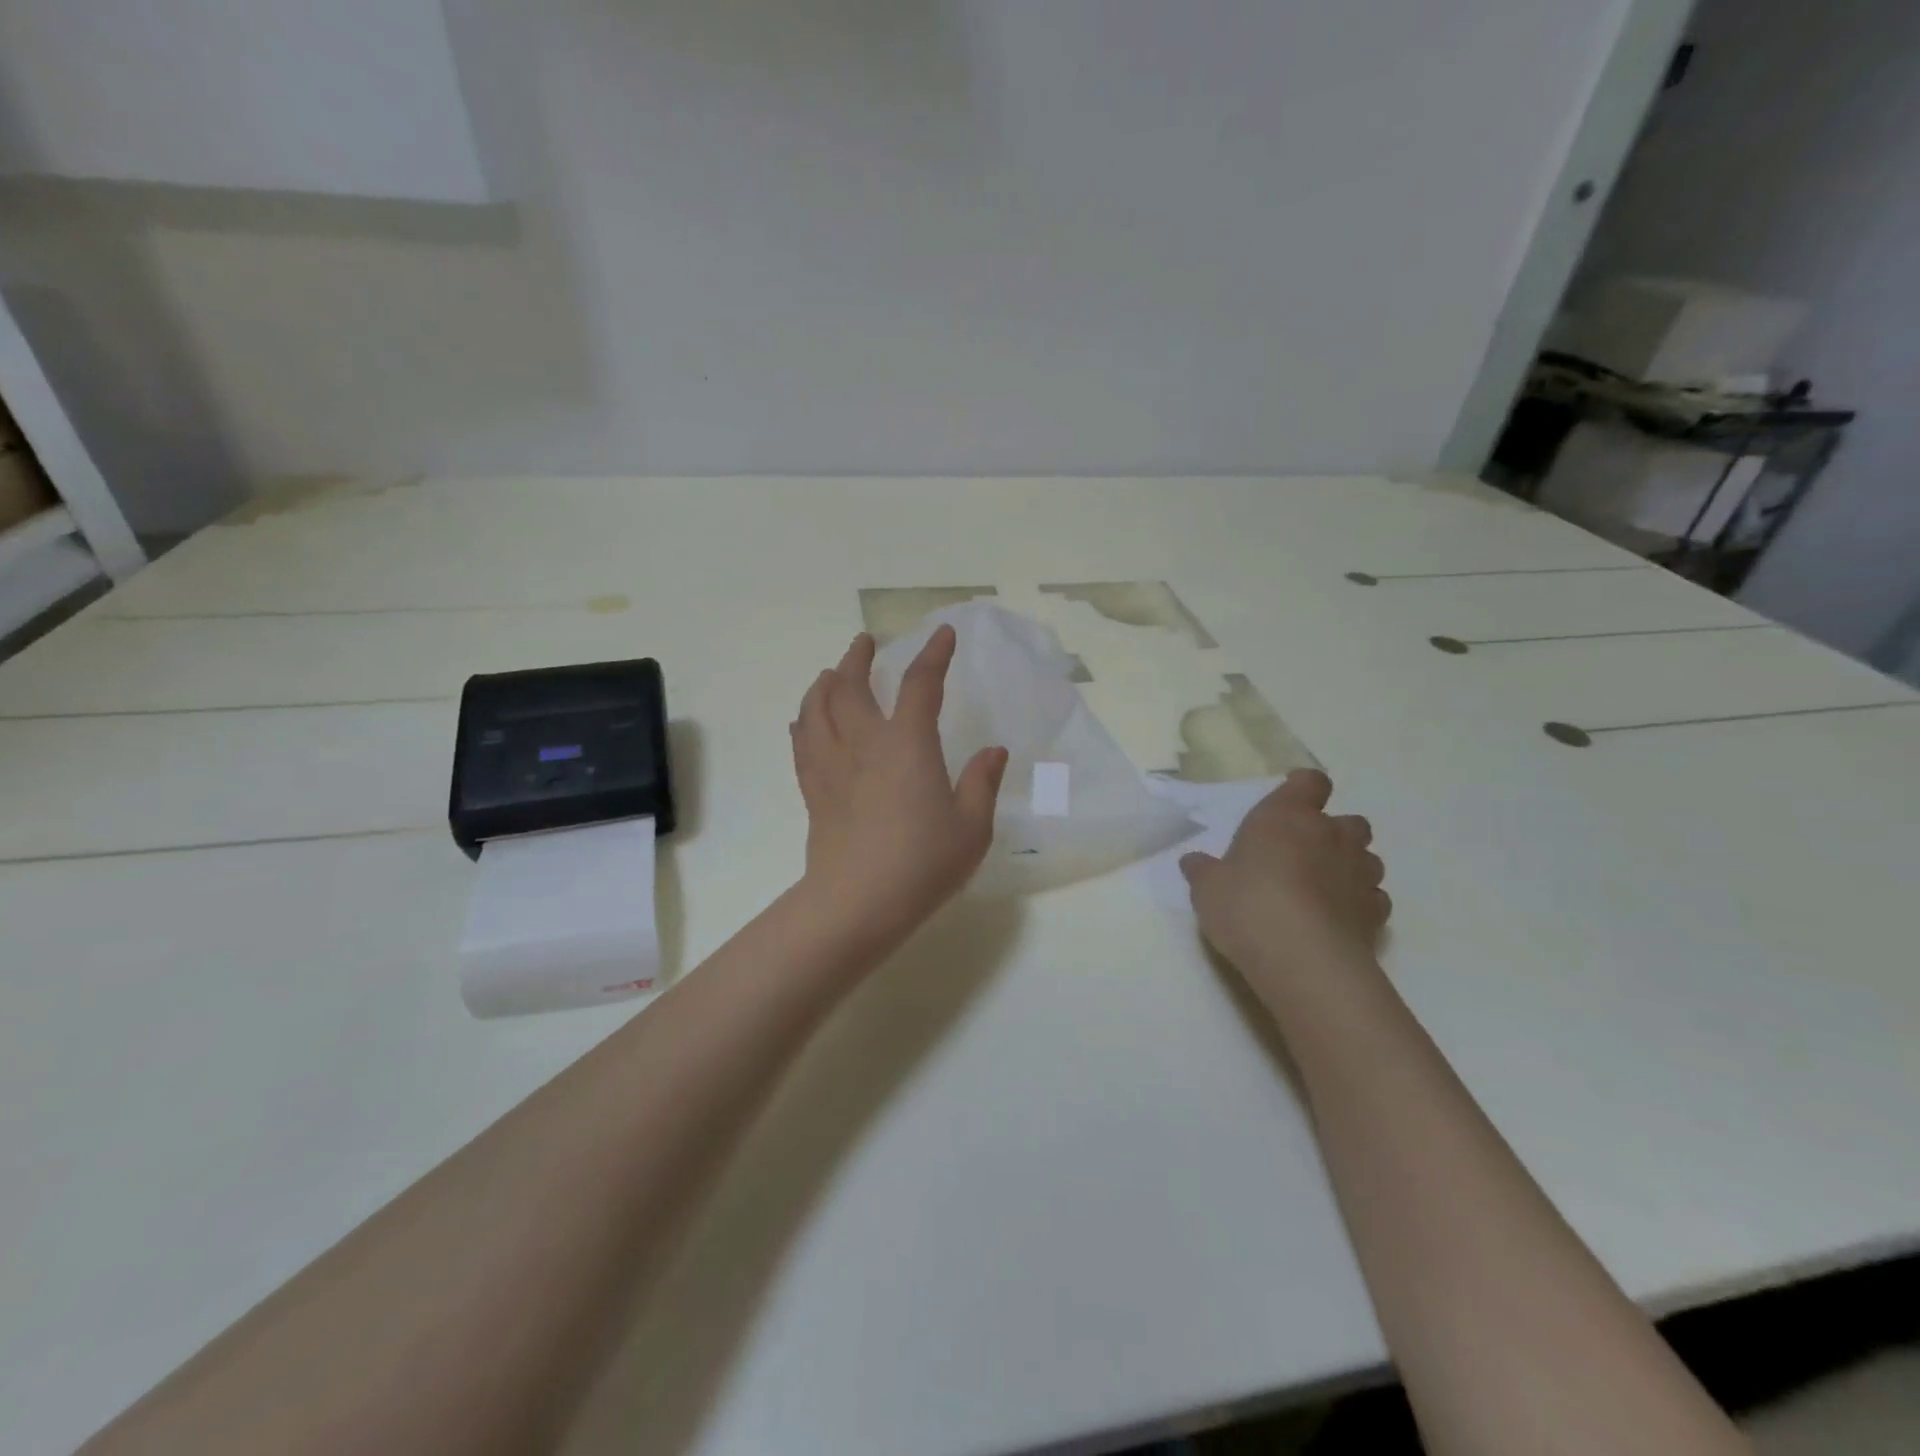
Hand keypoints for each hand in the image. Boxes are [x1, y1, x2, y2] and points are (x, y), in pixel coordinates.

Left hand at [791, 627, 1008, 944]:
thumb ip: (982, 784)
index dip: (933, 656)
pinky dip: (804, 721)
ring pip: (817, 708)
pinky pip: (802, 743)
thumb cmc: (923, 863)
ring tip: (832, 673)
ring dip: (825, 683)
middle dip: (858, 658)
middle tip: (864, 643)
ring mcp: (832, 765)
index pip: (921, 685)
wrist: (857, 903)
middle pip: (851, 686)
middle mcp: (864, 743)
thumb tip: (994, 750)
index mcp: (908, 744)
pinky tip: (805, 719)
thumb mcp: (971, 828)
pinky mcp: (814, 790)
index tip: (942, 635)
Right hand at [1179, 770, 1389, 976]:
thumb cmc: (1247, 906)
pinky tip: (1337, 918)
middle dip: (1333, 833)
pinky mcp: (1376, 912)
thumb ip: (1204, 871)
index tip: (1289, 804)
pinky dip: (1360, 903)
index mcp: (1287, 817)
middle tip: (1303, 854)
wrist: (1302, 959)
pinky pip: (1374, 897)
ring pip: (1368, 858)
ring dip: (1350, 867)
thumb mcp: (1208, 888)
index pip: (1310, 782)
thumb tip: (1193, 862)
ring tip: (1322, 889)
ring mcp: (1360, 873)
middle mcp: (1330, 836)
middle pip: (1349, 820)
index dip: (1303, 789)